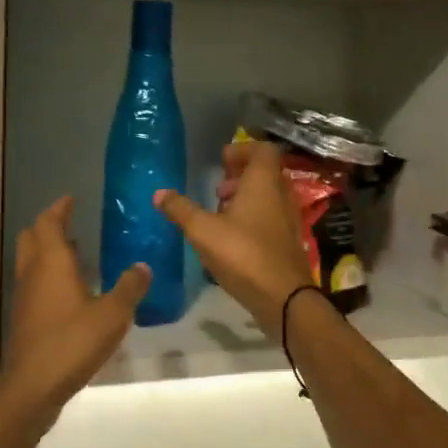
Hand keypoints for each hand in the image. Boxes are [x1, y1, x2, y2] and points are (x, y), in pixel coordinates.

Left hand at [0, 196, 150, 422]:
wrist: (33, 386)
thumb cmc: (72, 342)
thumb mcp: (113, 314)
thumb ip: (130, 287)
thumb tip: (142, 266)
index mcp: (52, 262)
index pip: (49, 222)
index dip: (60, 208)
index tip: (71, 199)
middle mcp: (33, 273)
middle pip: (32, 237)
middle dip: (49, 227)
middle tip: (72, 224)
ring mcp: (25, 297)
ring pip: (31, 262)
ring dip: (49, 252)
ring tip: (78, 254)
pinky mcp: (25, 318)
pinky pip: (35, 284)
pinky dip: (49, 277)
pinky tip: (72, 292)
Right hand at [154, 142, 314, 332]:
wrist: (284, 297)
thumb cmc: (243, 254)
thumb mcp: (203, 231)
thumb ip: (181, 210)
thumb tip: (159, 193)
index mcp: (263, 183)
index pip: (263, 150)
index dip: (242, 150)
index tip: (221, 161)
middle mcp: (281, 195)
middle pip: (265, 173)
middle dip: (240, 177)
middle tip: (218, 190)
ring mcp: (288, 219)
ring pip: (268, 197)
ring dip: (245, 199)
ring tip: (220, 215)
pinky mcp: (288, 242)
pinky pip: (271, 218)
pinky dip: (253, 219)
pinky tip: (232, 240)